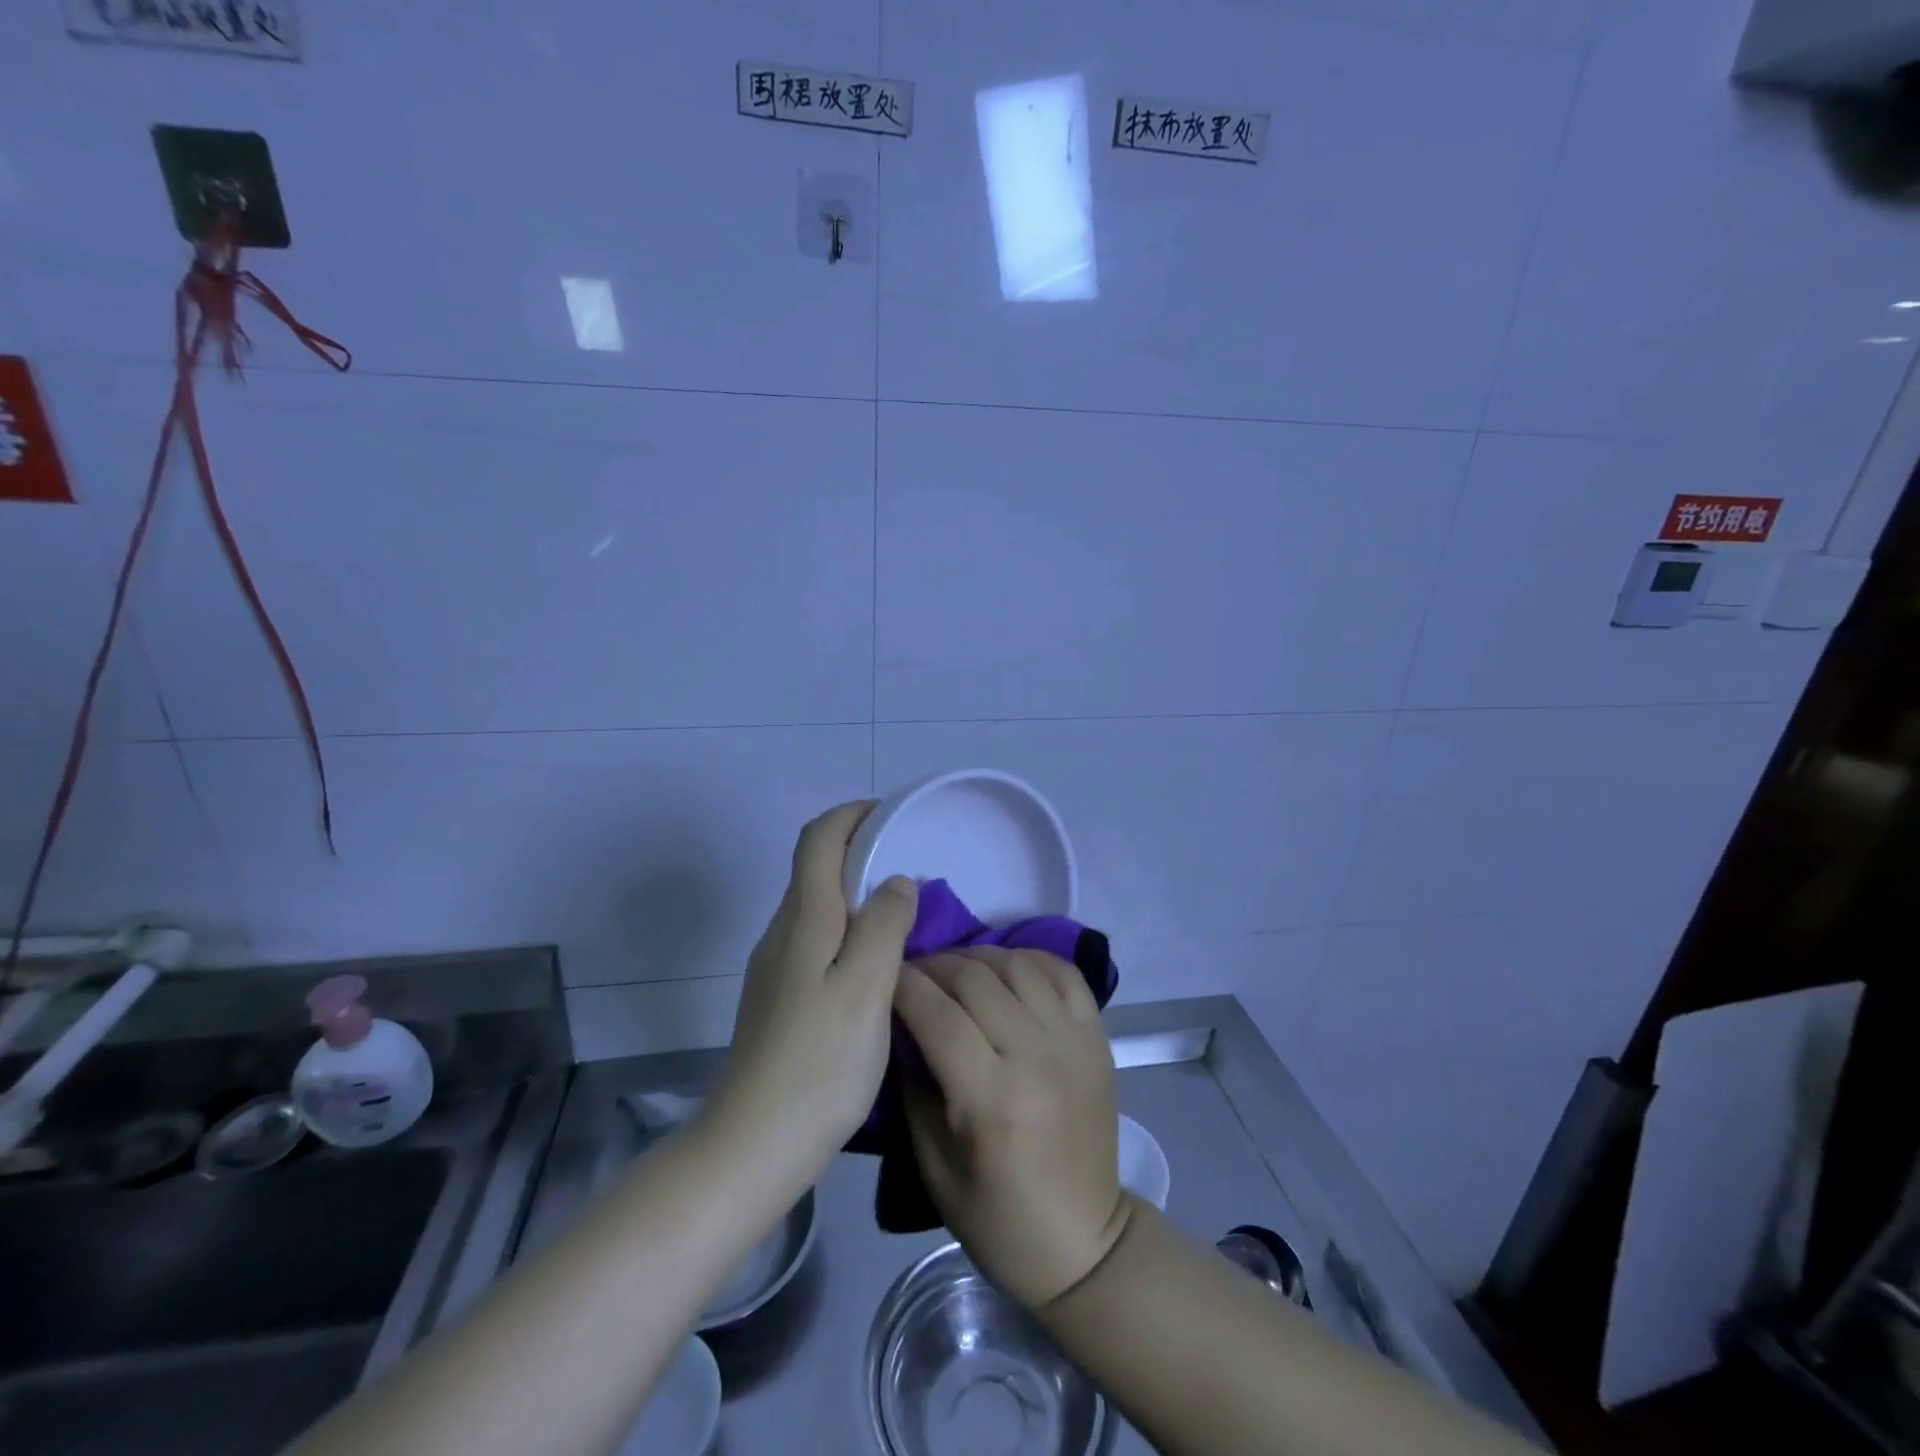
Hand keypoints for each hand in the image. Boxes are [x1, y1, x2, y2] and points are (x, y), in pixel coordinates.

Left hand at [709, 802, 918, 1187]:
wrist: (754, 1143)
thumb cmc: (819, 1062)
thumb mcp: (867, 988)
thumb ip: (883, 924)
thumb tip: (896, 881)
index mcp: (804, 919)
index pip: (818, 839)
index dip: (851, 815)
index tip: (892, 815)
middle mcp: (782, 932)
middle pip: (814, 867)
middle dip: (859, 849)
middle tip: (910, 863)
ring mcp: (774, 966)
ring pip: (816, 905)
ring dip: (854, 891)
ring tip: (901, 910)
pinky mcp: (777, 996)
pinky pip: (815, 938)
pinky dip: (847, 926)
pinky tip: (873, 961)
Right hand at [893, 946, 1131, 1308]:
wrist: (1083, 1242)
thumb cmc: (997, 1218)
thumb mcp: (933, 1164)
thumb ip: (913, 1085)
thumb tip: (899, 1023)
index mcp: (992, 1099)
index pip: (938, 1015)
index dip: (904, 984)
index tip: (883, 973)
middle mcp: (1037, 1058)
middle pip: (976, 979)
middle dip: (935, 964)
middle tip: (912, 969)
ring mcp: (1074, 1042)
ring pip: (1018, 965)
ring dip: (978, 956)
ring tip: (955, 967)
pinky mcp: (1098, 1038)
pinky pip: (1064, 973)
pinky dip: (1031, 958)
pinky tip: (1006, 966)